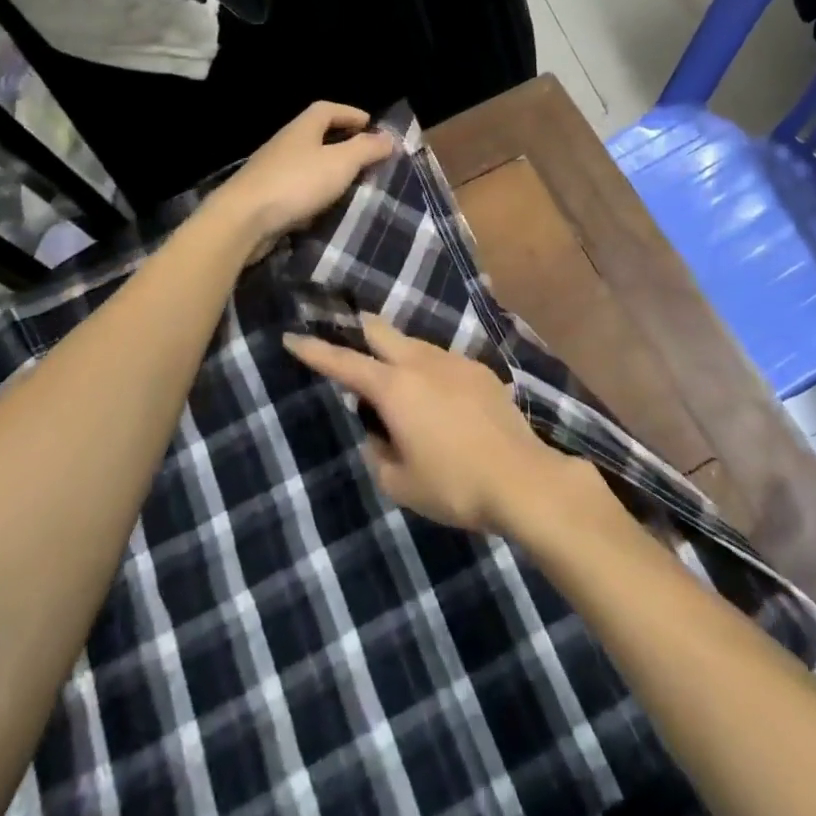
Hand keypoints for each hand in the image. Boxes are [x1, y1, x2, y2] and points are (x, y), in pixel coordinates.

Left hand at [210, 102, 394, 257]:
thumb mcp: (340, 163)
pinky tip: (326, 207)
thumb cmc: (296, 183)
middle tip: (366, 156)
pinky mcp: (265, 197)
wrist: (243, 220)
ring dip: (329, 170)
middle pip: (316, 135)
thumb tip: (388, 138)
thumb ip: (366, 149)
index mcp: (302, 128)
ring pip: (307, 163)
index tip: (370, 125)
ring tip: (352, 183)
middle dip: (342, 142)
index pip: (327, 109)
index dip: (349, 113)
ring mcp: (272, 171)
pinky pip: (297, 188)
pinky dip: (314, 193)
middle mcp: (285, 144)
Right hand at [283, 314, 594, 533]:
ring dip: (397, 354)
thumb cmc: (453, 485)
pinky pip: (442, 361)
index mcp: (395, 388)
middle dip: (359, 330)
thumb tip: (380, 433)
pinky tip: (436, 397)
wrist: (522, 478)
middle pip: (382, 332)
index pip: (344, 363)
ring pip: (415, 345)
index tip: (293, 336)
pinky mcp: (480, 372)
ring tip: (396, 382)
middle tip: (346, 336)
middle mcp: (423, 363)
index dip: (315, 351)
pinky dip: (427, 370)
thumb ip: (379, 452)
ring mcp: (455, 362)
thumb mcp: (400, 482)